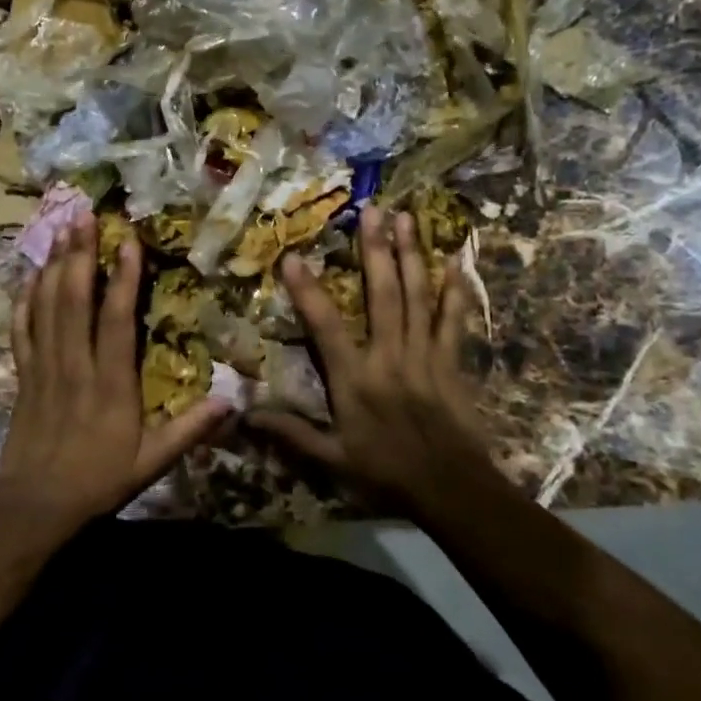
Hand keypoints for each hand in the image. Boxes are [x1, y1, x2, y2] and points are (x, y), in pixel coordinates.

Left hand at [0, 209, 227, 531]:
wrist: (35, 506)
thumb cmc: (98, 480)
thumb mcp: (152, 462)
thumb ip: (190, 430)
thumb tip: (231, 402)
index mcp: (110, 384)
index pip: (116, 321)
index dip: (122, 280)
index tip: (128, 243)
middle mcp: (75, 365)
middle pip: (73, 299)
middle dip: (79, 254)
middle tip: (84, 215)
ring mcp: (44, 367)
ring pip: (46, 306)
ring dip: (54, 265)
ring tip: (61, 229)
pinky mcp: (23, 375)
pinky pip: (21, 329)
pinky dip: (25, 299)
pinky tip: (31, 275)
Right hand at [249, 205, 496, 516]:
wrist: (452, 490)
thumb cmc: (386, 473)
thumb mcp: (332, 459)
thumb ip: (291, 433)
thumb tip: (245, 415)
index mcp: (355, 379)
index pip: (326, 327)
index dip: (308, 291)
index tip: (293, 256)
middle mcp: (389, 357)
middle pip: (382, 294)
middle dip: (376, 250)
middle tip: (372, 209)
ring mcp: (424, 355)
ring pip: (418, 297)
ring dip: (412, 255)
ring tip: (407, 218)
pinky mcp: (452, 361)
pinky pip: (454, 320)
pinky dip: (455, 290)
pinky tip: (456, 261)